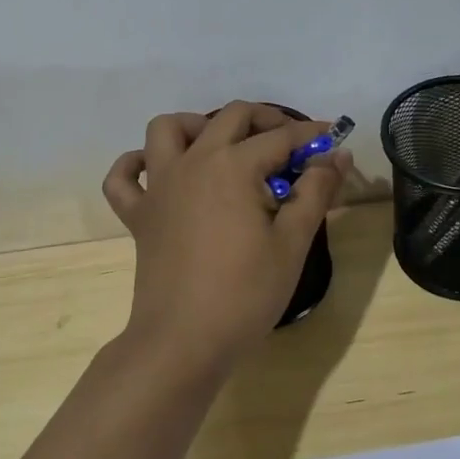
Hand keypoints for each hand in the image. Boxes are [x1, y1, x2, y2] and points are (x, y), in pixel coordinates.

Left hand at [102, 103, 351, 377]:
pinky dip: (135, 165)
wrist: (183, 342)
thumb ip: (316, 191)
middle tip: (289, 144)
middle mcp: (193, 161)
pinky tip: (157, 172)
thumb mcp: (292, 243)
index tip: (332, 140)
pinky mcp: (137, 214)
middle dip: (265, 119)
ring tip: (222, 147)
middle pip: (230, 116)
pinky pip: (122, 176)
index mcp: (233, 165)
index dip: (310, 136)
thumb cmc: (245, 293)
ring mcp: (159, 186)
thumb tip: (337, 155)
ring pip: (166, 129)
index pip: (280, 138)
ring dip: (196, 125)